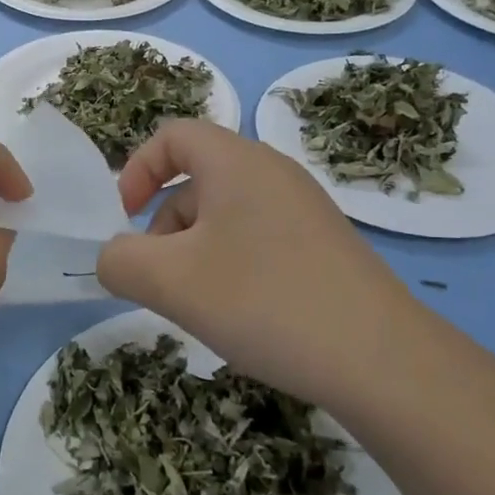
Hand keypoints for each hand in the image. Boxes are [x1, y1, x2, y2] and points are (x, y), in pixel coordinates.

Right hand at [96, 119, 421, 411]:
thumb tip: (114, 258)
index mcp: (236, 161)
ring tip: (196, 304)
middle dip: (162, 224)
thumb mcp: (169, 281)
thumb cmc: (262, 300)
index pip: (172, 135)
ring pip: (225, 214)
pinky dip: (230, 265)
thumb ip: (119, 260)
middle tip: (158, 278)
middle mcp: (273, 172)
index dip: (136, 170)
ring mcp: (304, 209)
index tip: (123, 220)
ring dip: (193, 250)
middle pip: (196, 178)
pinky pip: (257, 238)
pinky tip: (238, 313)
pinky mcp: (323, 245)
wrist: (380, 359)